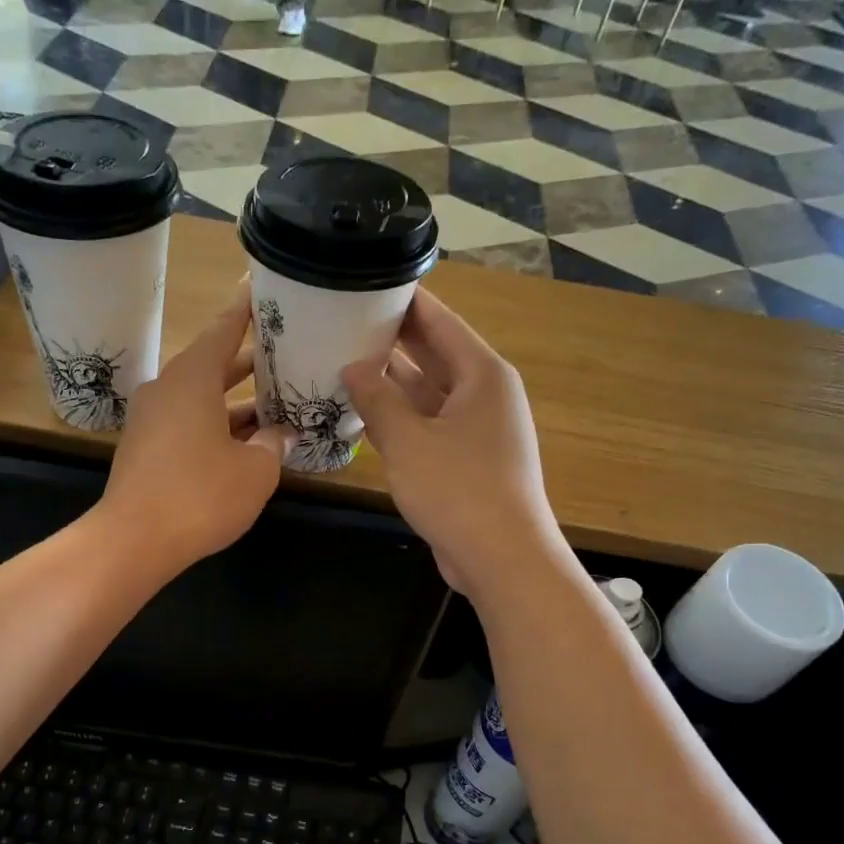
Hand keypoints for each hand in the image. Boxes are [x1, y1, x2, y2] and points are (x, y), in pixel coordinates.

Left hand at [98, 285, 293, 576]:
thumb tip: (280, 433)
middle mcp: (168, 389)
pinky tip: (247, 440)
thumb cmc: (201, 495)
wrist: (134, 541)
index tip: (260, 287)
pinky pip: (189, 423)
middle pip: (214, 364)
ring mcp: (152, 419)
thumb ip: (272, 444)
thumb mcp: (255, 470)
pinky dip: (218, 425)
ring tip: (277, 400)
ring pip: (202, 398)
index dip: (246, 311)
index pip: (225, 330)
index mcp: (192, 377)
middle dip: (250, 362)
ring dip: (237, 401)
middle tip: (286, 352)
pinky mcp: (146, 448)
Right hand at [340, 287, 562, 598]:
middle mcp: (484, 395)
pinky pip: (428, 426)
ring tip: (342, 364)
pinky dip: (399, 419)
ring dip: (391, 384)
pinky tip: (362, 414)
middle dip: (392, 341)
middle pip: (435, 355)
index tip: (366, 284)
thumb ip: (377, 399)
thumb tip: (352, 367)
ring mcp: (476, 430)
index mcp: (483, 375)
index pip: (440, 322)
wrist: (501, 558)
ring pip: (428, 394)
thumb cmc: (459, 490)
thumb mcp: (409, 440)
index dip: (405, 302)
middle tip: (343, 323)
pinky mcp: (466, 461)